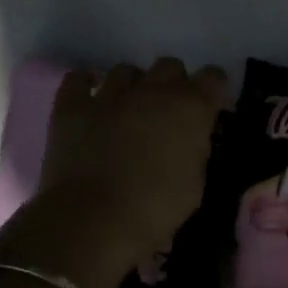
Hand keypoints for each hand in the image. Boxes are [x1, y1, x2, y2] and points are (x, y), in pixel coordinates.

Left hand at [30, 58, 230, 287]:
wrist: (94, 220)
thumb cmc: (155, 209)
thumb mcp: (195, 185)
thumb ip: (196, 151)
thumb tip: (190, 141)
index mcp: (190, 107)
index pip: (214, 77)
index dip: (213, 91)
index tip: (210, 109)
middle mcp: (153, 90)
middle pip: (169, 66)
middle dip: (172, 84)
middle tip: (167, 113)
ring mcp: (110, 94)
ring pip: (126, 70)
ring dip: (132, 86)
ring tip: (127, 110)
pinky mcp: (73, 105)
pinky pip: (78, 79)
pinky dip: (85, 85)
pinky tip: (90, 100)